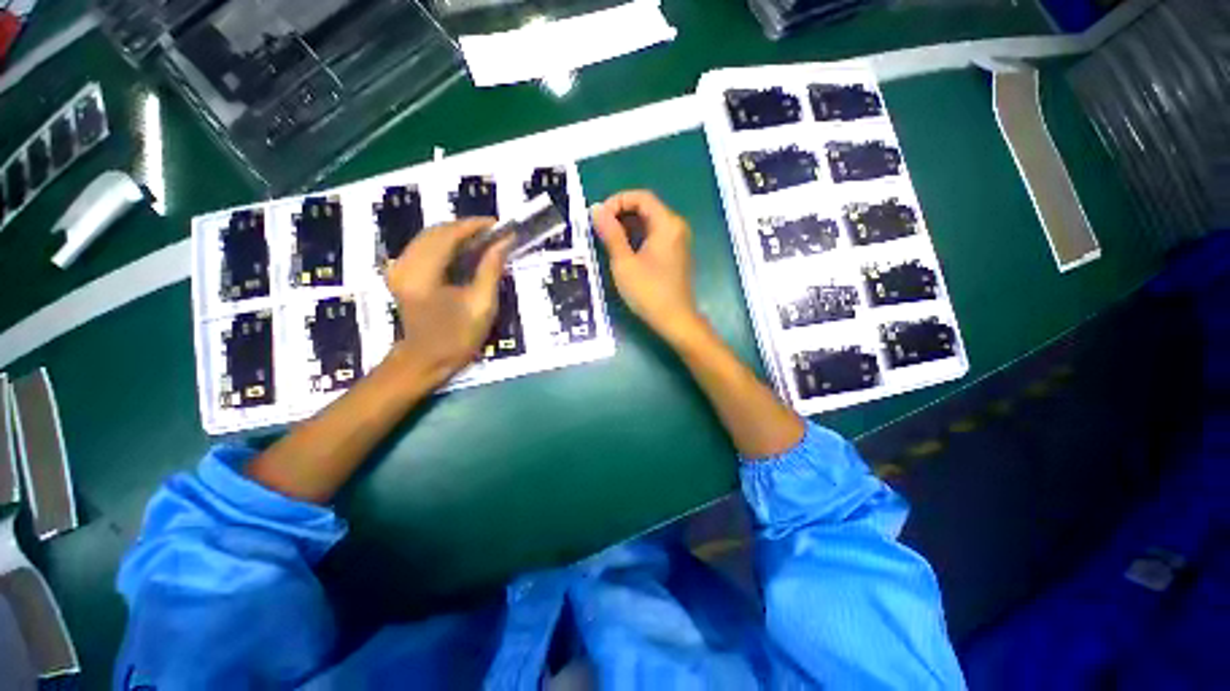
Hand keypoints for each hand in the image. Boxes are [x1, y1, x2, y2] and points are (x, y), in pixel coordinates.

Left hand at [385, 218, 511, 384]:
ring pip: (428, 237)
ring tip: (482, 239)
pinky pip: (423, 248)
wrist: (426, 360)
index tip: (497, 224)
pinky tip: (462, 250)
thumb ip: (491, 270)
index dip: (473, 226)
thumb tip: (504, 243)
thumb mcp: (482, 304)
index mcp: (423, 273)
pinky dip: (444, 244)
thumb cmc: (457, 336)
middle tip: (493, 232)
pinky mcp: (401, 274)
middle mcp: (405, 264)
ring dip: (455, 234)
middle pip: (435, 232)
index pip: (448, 235)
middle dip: (465, 228)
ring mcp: (399, 268)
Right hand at [592, 190, 705, 345]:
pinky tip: (623, 251)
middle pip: (646, 208)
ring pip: (649, 223)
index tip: (599, 217)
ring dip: (627, 226)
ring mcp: (677, 241)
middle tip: (599, 230)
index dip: (617, 201)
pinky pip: (654, 236)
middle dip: (620, 214)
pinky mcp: (674, 254)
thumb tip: (596, 209)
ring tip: (607, 240)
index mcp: (667, 224)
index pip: (641, 197)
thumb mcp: (624, 262)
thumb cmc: (649, 292)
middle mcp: (676, 227)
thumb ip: (610, 233)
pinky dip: (637, 237)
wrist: (675, 320)